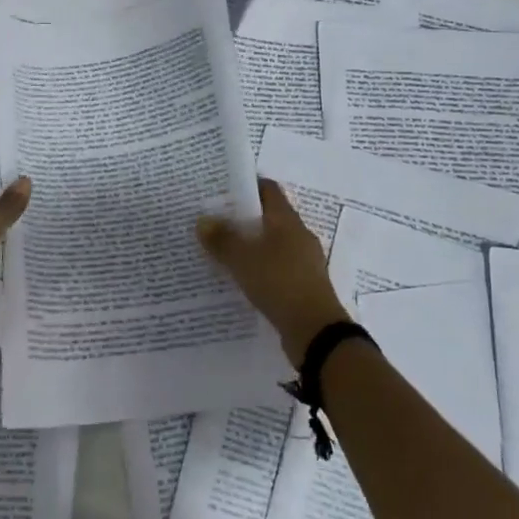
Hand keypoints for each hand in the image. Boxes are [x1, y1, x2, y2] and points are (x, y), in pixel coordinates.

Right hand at [198, 179, 350, 364]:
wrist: (316, 332)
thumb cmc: (280, 283)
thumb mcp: (243, 260)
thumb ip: (222, 239)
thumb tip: (202, 220)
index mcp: (287, 220)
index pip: (268, 190)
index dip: (247, 186)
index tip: (222, 189)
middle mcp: (298, 235)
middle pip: (269, 217)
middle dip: (243, 218)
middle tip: (214, 220)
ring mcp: (303, 261)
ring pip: (272, 244)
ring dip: (251, 245)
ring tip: (222, 250)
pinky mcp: (302, 285)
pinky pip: (276, 268)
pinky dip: (259, 269)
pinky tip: (240, 279)